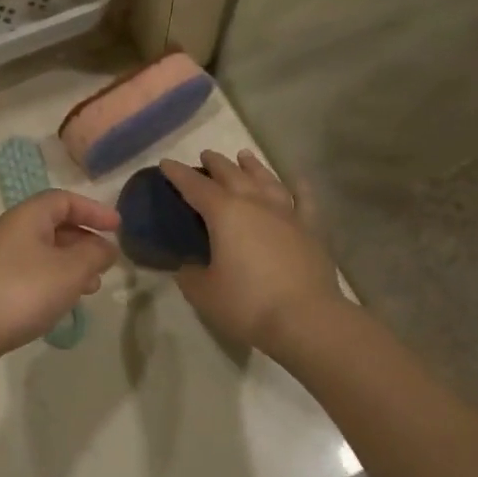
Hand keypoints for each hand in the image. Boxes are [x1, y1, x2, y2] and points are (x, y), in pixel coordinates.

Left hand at [0, 191, 118, 359]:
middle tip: (106, 261)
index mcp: (30, 215)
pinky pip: (33, 271)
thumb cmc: (22, 290)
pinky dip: (54, 280)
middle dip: (85, 240)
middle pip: (55, 224)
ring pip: (45, 251)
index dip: (93, 210)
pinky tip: (63, 303)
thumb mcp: (70, 270)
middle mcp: (13, 229)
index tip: (117, 227)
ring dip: (72, 264)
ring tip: (91, 288)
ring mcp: (0, 257)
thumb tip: (106, 246)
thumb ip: (94, 254)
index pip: (66, 199)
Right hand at [161, 151, 344, 355]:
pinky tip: (298, 180)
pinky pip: (305, 200)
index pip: (194, 186)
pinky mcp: (311, 229)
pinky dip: (300, 187)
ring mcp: (286, 213)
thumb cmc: (248, 304)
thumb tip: (187, 267)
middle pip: (231, 174)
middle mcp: (254, 203)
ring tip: (244, 156)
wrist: (307, 320)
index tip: (166, 163)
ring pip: (266, 180)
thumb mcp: (204, 294)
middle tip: (205, 156)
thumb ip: (191, 276)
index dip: (178, 174)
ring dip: (253, 166)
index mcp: (224, 213)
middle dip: (215, 163)